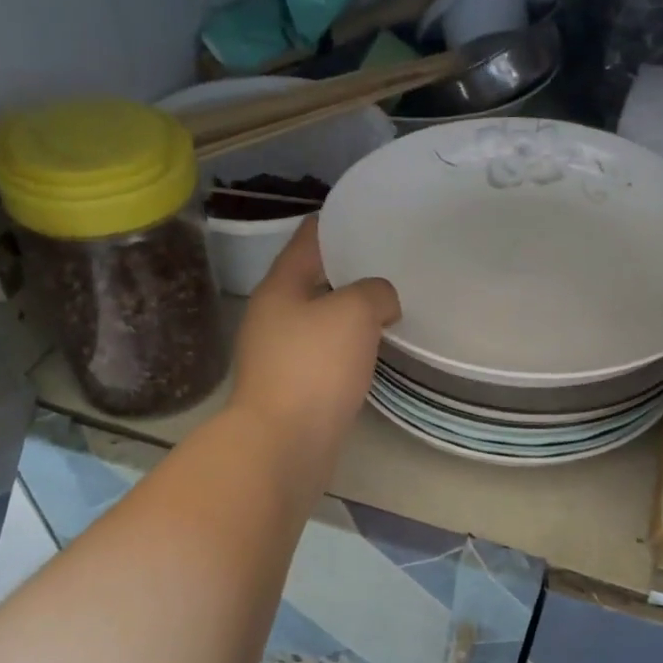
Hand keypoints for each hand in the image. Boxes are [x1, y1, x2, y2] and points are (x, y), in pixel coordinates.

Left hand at [230, 219, 399, 456]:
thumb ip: (374, 292)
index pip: (308, 239)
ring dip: (349, 313)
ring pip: (320, 321)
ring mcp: (278, 355)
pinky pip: (324, 356)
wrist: (283, 445)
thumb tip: (380, 304)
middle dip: (348, 271)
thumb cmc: (314, 367)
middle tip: (390, 264)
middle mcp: (273, 317)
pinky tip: (374, 352)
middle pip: (313, 280)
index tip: (368, 217)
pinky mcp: (291, 390)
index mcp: (280, 287)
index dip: (336, 223)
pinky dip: (347, 348)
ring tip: (389, 306)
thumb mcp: (354, 312)